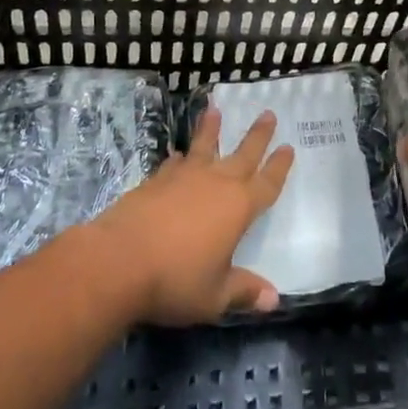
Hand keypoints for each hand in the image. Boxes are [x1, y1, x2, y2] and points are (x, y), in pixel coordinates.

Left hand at [90, 107, 293, 325]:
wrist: (118, 261)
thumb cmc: (175, 281)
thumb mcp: (214, 296)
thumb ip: (243, 292)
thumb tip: (274, 299)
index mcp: (239, 208)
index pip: (267, 183)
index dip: (279, 167)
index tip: (289, 148)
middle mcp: (215, 184)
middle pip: (243, 154)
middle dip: (258, 135)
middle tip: (268, 113)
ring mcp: (183, 178)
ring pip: (203, 147)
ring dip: (211, 129)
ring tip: (215, 109)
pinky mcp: (154, 181)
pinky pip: (173, 164)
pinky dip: (179, 158)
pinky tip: (177, 156)